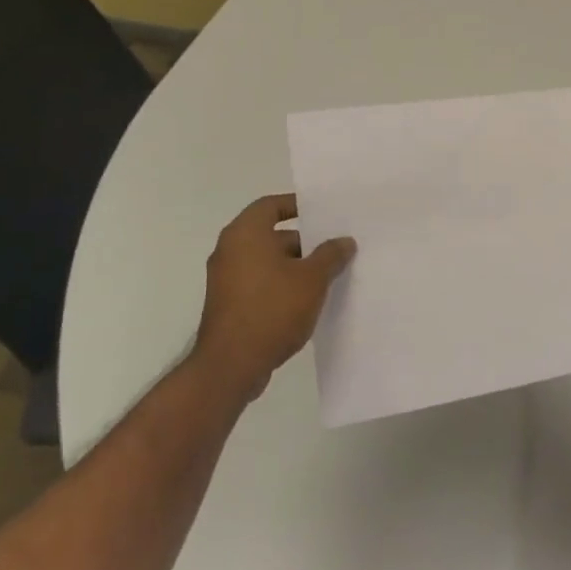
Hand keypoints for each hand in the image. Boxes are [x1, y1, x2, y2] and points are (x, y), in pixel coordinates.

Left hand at [192, 194, 355, 402]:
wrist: (231, 365)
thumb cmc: (272, 309)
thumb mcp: (312, 279)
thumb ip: (330, 255)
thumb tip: (344, 241)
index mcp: (245, 234)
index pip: (270, 205)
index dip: (296, 205)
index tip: (321, 212)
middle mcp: (230, 251)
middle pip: (271, 235)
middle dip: (304, 242)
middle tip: (335, 248)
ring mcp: (226, 280)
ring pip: (267, 262)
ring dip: (295, 266)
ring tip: (328, 275)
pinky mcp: (229, 305)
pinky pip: (260, 284)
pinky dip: (281, 285)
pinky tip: (308, 300)